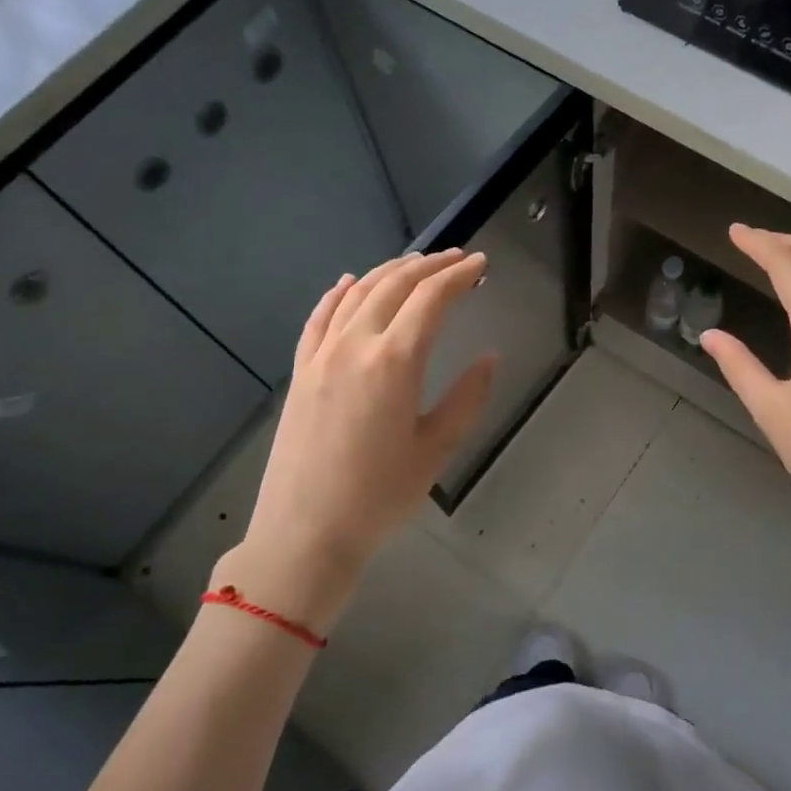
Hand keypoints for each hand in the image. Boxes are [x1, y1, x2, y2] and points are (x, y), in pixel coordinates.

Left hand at [213, 250, 496, 635]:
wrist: (305, 532)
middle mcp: (356, 344)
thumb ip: (468, 397)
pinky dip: (339, 293)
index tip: (482, 264)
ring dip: (389, 272)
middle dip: (430, 265)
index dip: (460, 276)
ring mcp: (322, 354)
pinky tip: (349, 283)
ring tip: (416, 264)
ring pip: (357, 293)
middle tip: (458, 259)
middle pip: (395, 285)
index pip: (432, 299)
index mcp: (395, 361)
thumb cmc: (380, 496)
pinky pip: (320, 317)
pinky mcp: (301, 371)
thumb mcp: (437, 449)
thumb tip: (490, 357)